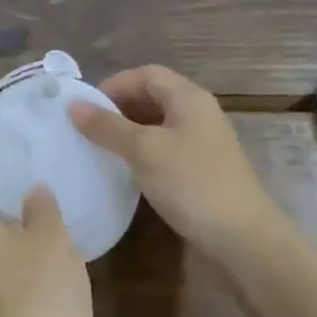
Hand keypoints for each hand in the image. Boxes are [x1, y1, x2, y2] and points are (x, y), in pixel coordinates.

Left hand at [0, 186, 91, 316]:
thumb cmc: (40, 296)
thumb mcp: (53, 241)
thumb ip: (43, 212)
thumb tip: (33, 190)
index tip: (4, 181)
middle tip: (30, 211)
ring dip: (11, 262)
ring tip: (44, 250)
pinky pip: (2, 304)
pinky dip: (20, 295)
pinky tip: (48, 294)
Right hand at [69, 64, 284, 263]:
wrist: (243, 241)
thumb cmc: (192, 183)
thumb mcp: (144, 150)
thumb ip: (107, 126)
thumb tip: (73, 105)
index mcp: (189, 98)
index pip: (146, 75)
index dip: (114, 84)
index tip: (85, 107)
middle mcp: (197, 114)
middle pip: (152, 97)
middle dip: (119, 108)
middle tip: (87, 129)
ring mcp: (202, 145)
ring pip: (157, 126)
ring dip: (129, 133)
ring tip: (99, 150)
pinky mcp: (201, 173)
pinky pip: (165, 151)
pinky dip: (142, 155)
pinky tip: (125, 172)